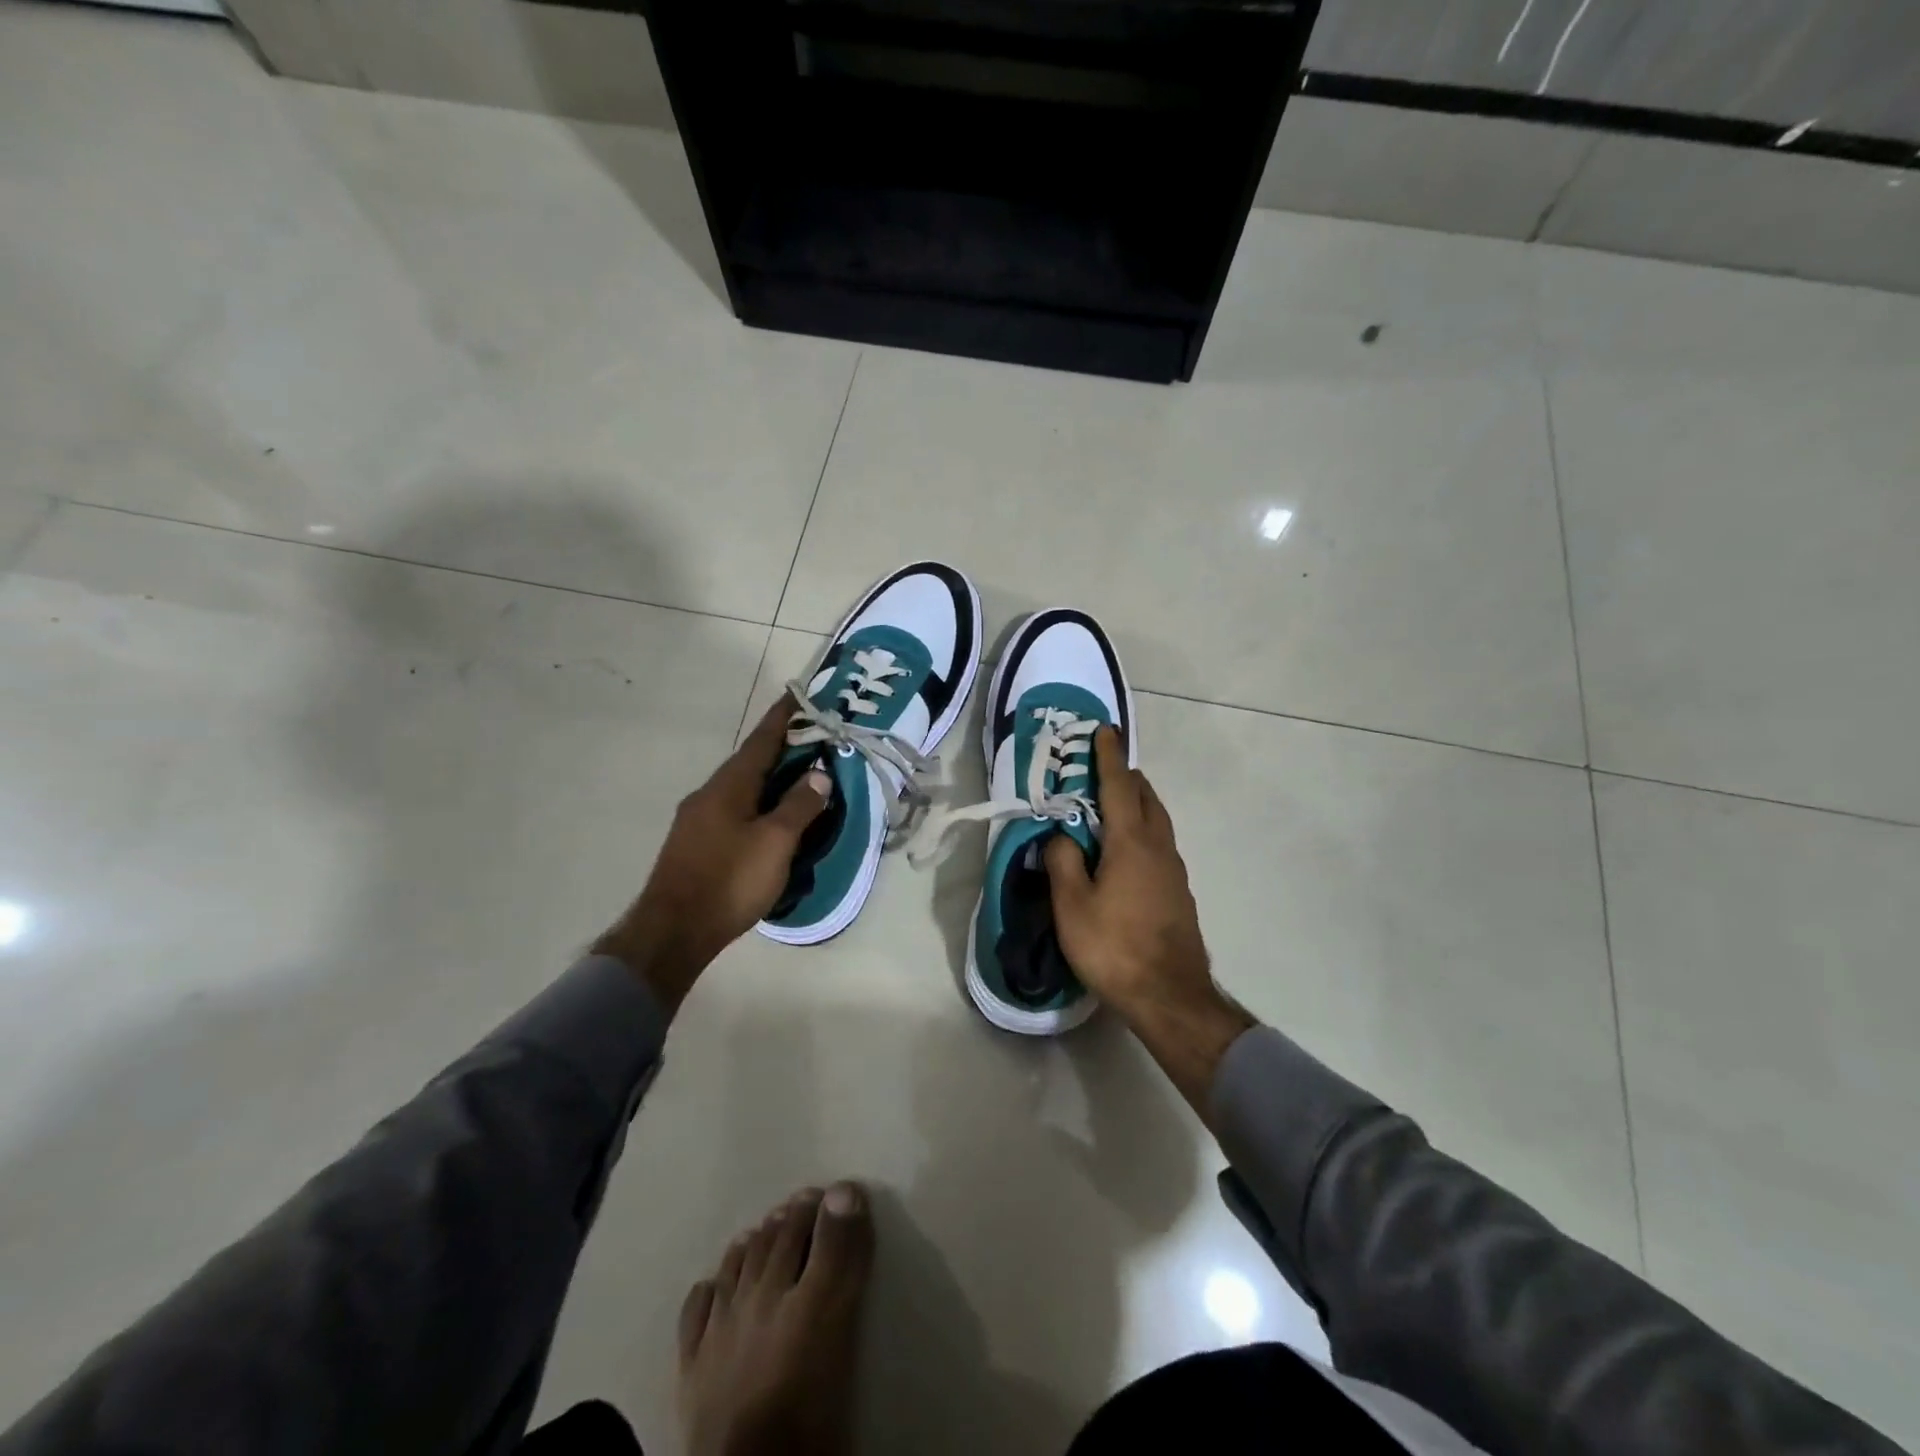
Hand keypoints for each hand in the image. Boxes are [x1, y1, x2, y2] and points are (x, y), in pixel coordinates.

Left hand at [595, 695, 828, 1011]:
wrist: (673, 931)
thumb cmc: (729, 880)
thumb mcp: (775, 842)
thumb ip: (800, 806)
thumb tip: (819, 773)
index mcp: (729, 785)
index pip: (761, 740)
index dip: (782, 718)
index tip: (797, 695)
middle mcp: (710, 794)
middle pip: (751, 762)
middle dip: (781, 749)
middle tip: (813, 742)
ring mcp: (698, 819)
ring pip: (742, 788)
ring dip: (771, 780)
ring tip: (799, 780)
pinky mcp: (696, 844)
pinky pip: (735, 810)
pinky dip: (759, 804)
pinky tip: (772, 821)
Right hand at [1045, 727, 1253, 1113]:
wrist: (1170, 996)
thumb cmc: (1114, 947)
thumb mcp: (1072, 906)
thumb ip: (1063, 862)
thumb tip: (1060, 836)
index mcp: (1131, 842)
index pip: (1119, 786)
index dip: (1109, 757)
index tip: (1106, 730)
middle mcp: (1159, 847)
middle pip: (1146, 798)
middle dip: (1126, 777)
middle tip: (1101, 770)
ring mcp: (1174, 870)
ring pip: (1157, 821)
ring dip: (1136, 803)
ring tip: (1111, 805)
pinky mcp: (1178, 891)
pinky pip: (1159, 844)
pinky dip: (1142, 830)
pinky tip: (1125, 851)